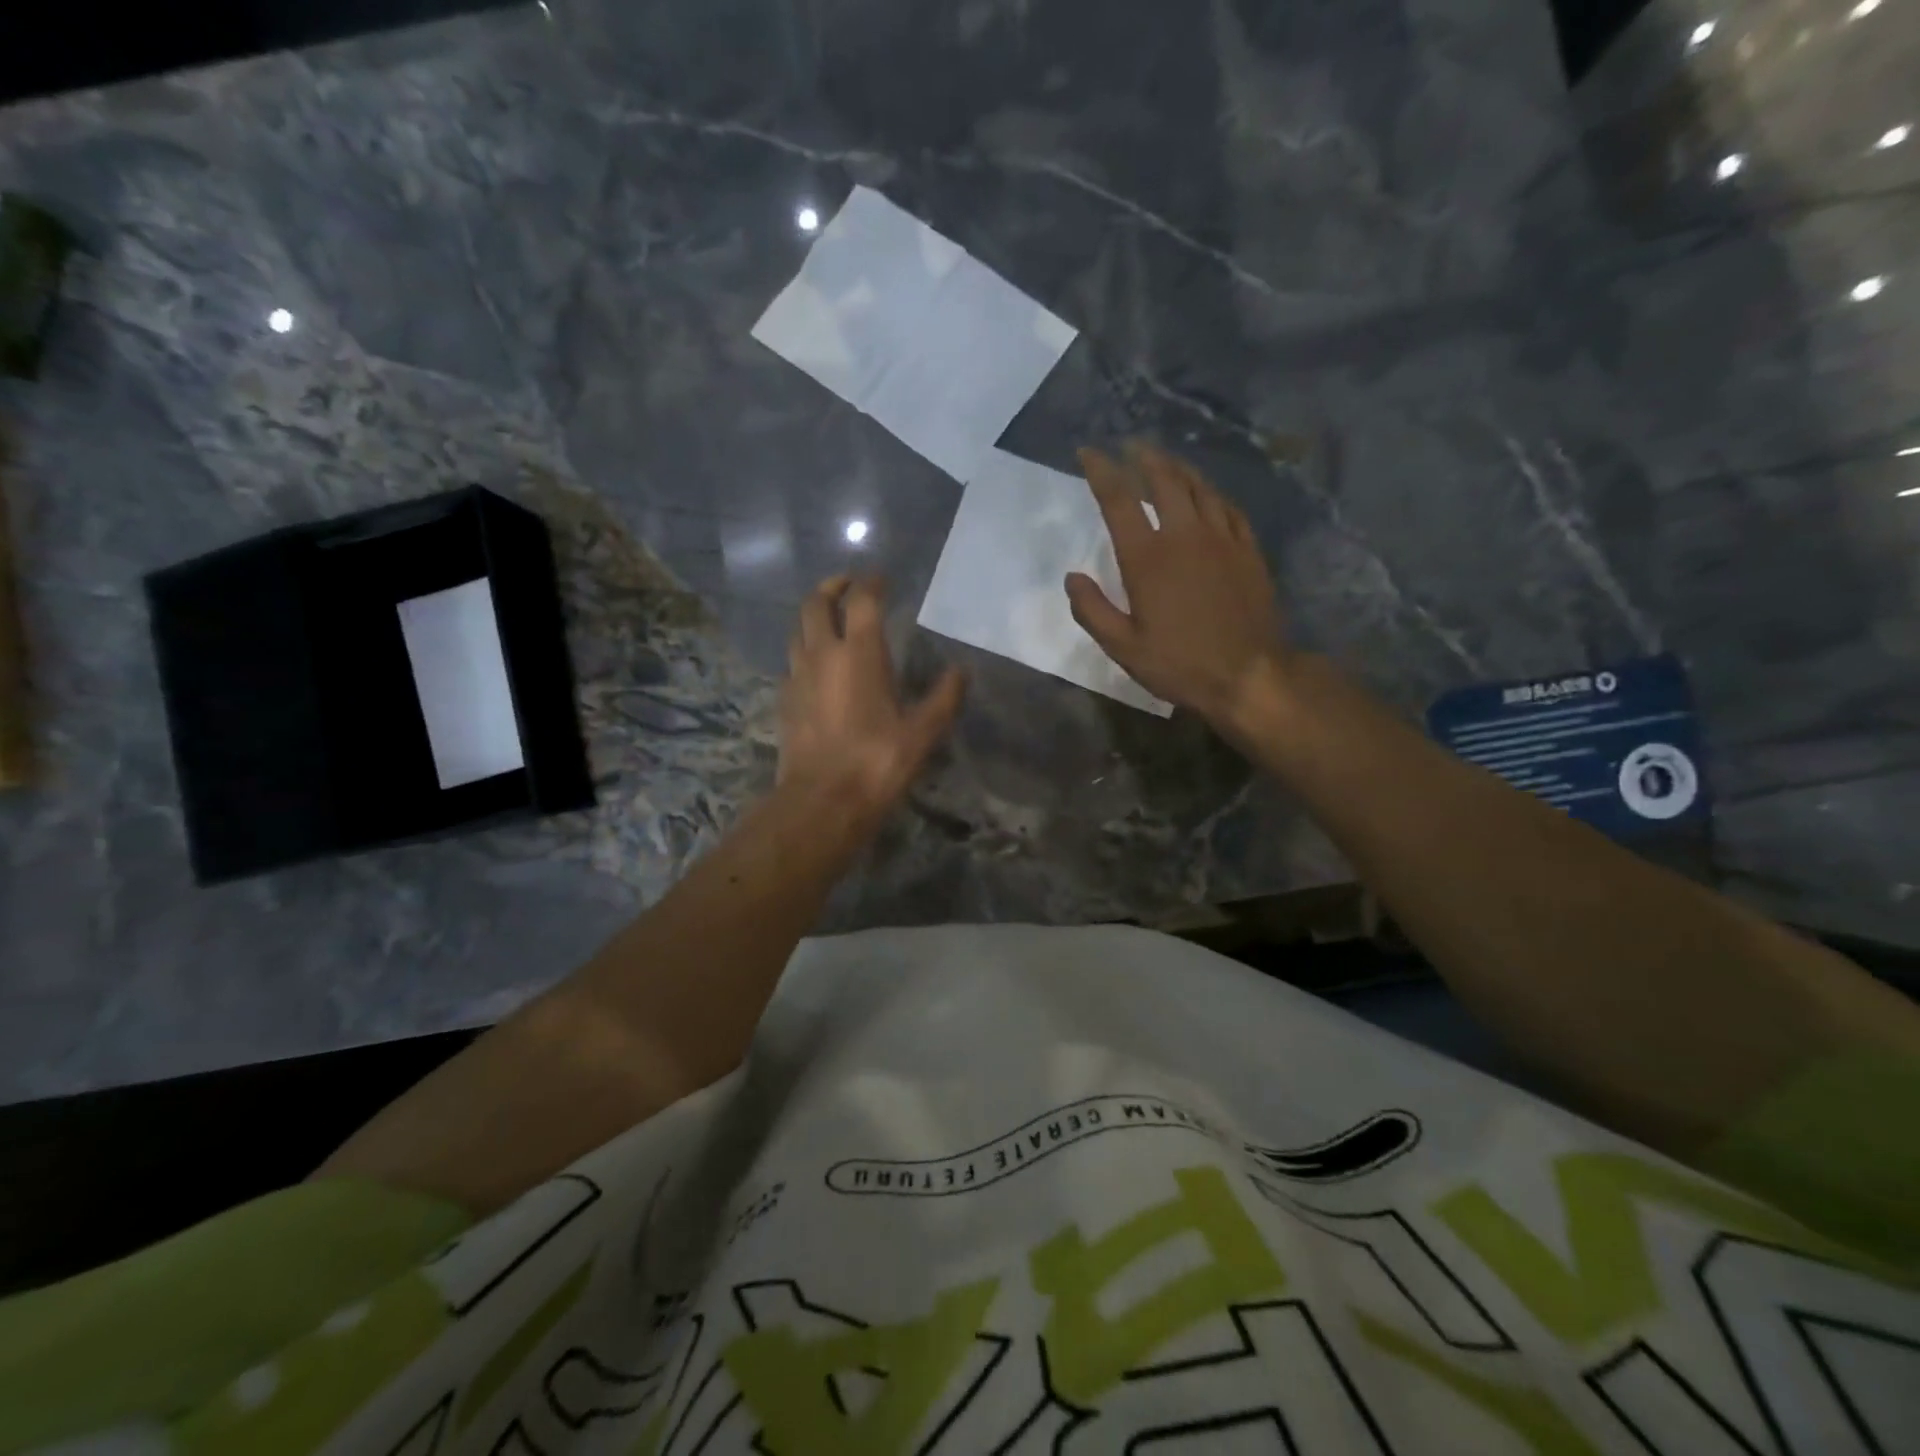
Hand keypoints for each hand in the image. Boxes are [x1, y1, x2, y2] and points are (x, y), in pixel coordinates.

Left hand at [780, 576, 966, 819]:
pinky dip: (805, 651)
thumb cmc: (877, 762)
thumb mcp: (923, 732)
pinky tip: (817, 667)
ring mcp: (797, 676)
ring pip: (798, 629)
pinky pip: (792, 661)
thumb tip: (962, 671)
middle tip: (848, 585)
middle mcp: (822, 654)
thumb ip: (945, 697)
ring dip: (813, 616)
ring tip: (831, 620)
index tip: (881, 578)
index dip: (871, 583)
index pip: (862, 600)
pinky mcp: (784, 700)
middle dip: (831, 587)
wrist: (822, 801)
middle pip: (816, 603)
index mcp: (860, 653)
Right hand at [1066, 442, 1290, 730]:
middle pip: (1164, 480)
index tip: (1088, 452)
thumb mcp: (1123, 647)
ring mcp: (1222, 539)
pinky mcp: (1248, 550)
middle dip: (1144, 457)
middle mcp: (1184, 536)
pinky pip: (1228, 507)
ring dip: (1177, 467)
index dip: (1101, 470)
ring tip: (1164, 459)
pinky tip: (1206, 494)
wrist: (1250, 674)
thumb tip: (1072, 577)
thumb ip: (1092, 610)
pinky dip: (1211, 493)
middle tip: (1130, 446)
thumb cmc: (1180, 664)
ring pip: (1199, 487)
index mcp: (1147, 558)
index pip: (1119, 500)